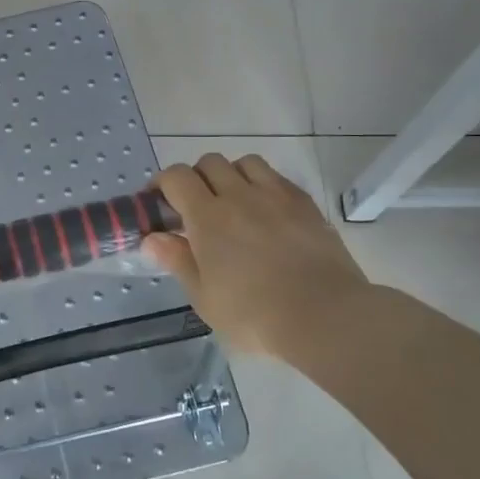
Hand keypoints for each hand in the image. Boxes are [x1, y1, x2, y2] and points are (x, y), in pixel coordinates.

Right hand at [143, 154, 370, 368]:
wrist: (326, 316)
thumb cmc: (254, 314)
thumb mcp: (204, 297)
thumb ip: (177, 261)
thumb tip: (152, 238)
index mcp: (208, 217)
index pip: (177, 177)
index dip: (162, 183)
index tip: (158, 202)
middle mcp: (239, 196)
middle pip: (210, 162)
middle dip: (196, 178)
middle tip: (196, 206)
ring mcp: (276, 196)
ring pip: (246, 163)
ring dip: (232, 175)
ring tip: (234, 202)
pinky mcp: (305, 204)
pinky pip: (277, 178)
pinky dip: (264, 185)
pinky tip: (267, 212)